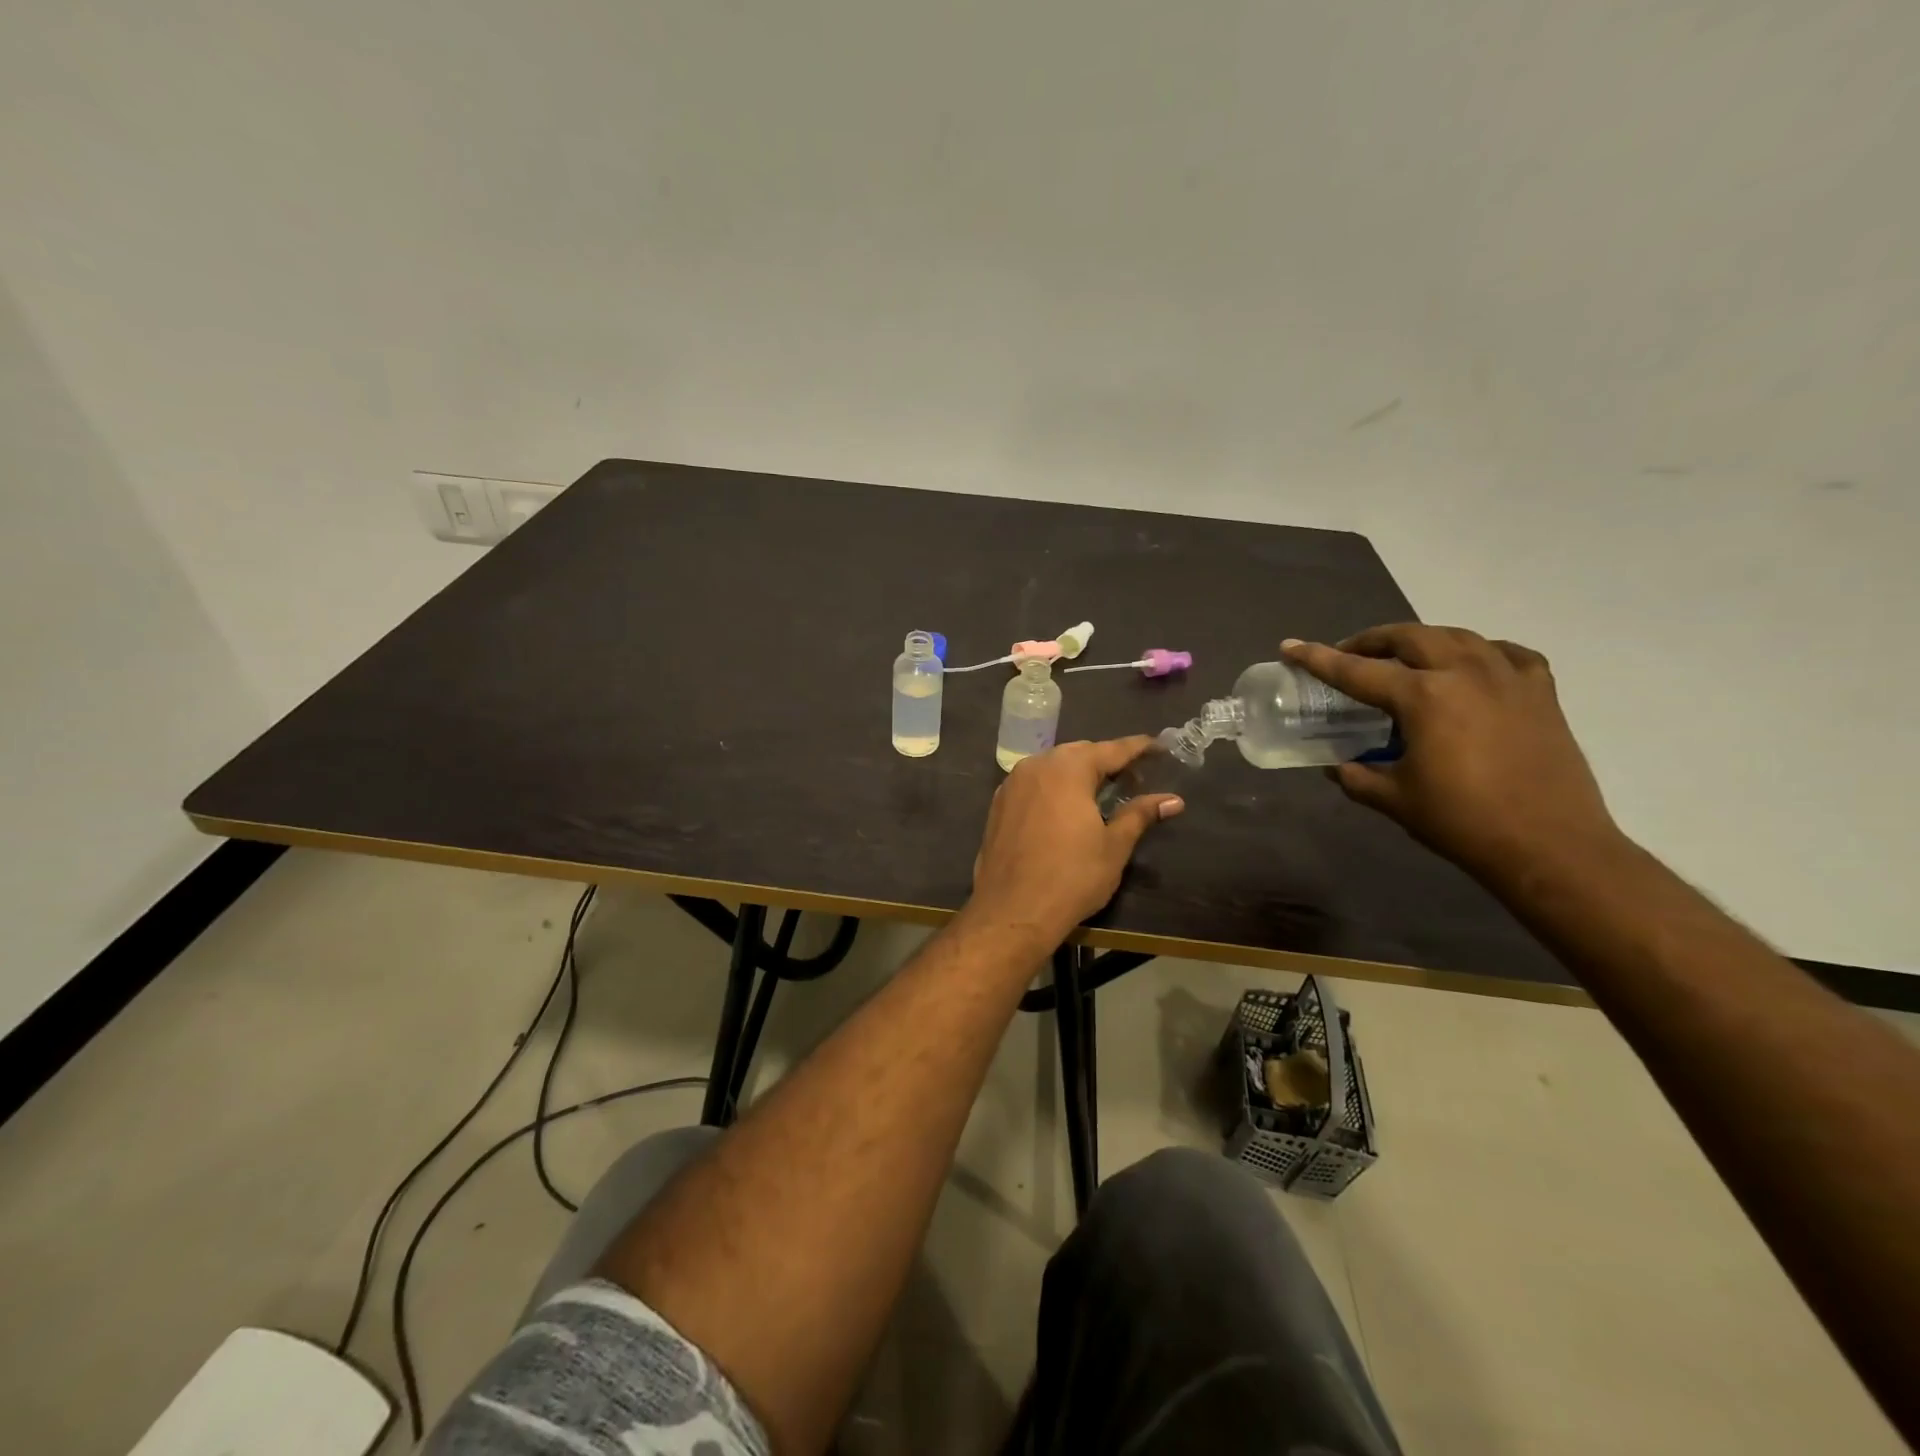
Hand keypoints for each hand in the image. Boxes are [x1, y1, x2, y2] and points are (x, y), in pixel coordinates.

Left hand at [967, 737, 1184, 942]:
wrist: (1012, 910)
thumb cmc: (1071, 877)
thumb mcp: (1114, 846)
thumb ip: (1140, 815)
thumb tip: (1173, 800)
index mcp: (1068, 768)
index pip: (1111, 749)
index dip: (1138, 748)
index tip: (1159, 746)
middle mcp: (1037, 765)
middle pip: (1079, 753)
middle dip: (1106, 760)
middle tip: (1133, 777)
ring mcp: (1012, 784)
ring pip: (1052, 766)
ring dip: (1078, 773)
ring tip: (1101, 791)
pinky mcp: (998, 804)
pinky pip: (1033, 784)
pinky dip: (1053, 787)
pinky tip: (1065, 807)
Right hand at [1282, 626, 1619, 880]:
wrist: (1550, 845)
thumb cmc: (1462, 822)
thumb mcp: (1395, 799)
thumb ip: (1357, 776)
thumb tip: (1338, 765)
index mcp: (1423, 697)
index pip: (1356, 671)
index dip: (1318, 659)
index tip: (1290, 647)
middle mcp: (1464, 673)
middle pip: (1409, 637)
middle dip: (1372, 640)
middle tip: (1350, 654)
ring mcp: (1508, 678)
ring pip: (1457, 636)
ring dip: (1421, 640)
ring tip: (1404, 656)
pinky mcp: (1541, 692)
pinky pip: (1506, 653)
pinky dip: (1480, 652)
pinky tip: (1472, 665)